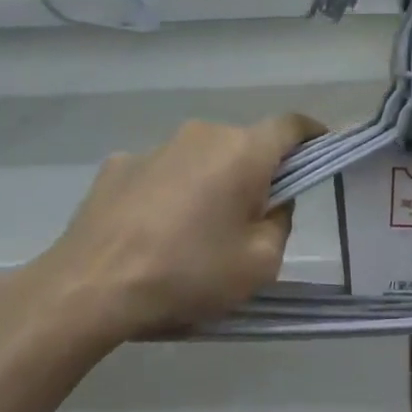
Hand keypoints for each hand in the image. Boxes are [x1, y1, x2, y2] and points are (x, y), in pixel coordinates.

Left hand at [11, 115, 323, 344]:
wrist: (93, 286)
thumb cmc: (189, 273)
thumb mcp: (260, 263)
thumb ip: (280, 223)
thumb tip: (270, 204)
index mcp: (242, 152)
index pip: (291, 125)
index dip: (311, 136)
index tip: (319, 152)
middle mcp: (200, 135)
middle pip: (243, 145)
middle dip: (255, 174)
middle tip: (251, 219)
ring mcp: (154, 147)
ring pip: (199, 159)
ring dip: (209, 184)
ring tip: (195, 233)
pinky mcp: (117, 165)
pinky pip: (160, 173)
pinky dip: (168, 193)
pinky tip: (153, 232)